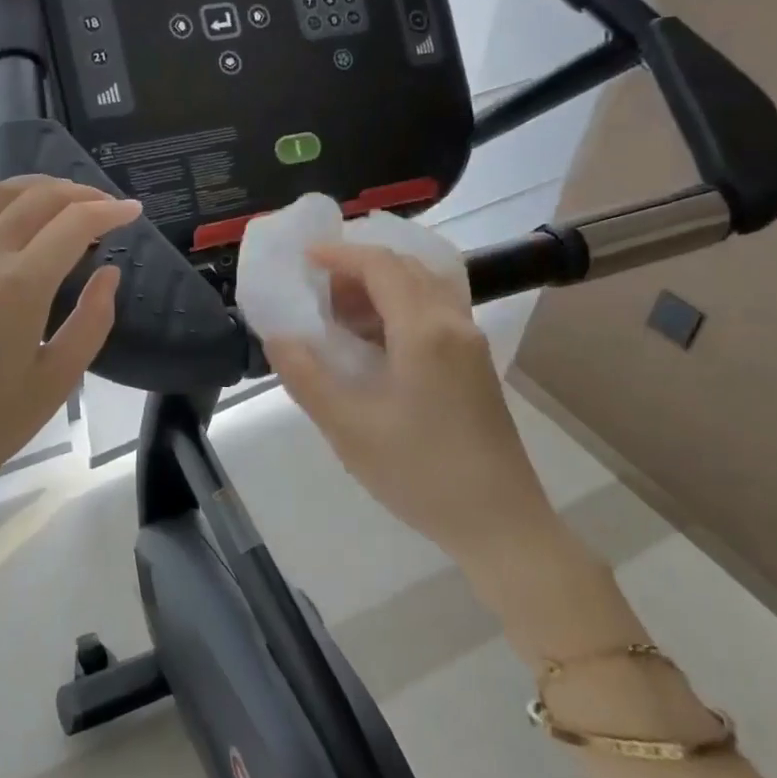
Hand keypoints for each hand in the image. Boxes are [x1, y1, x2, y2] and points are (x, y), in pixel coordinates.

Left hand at [0, 177, 139, 595]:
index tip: (134, 213)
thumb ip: (91, 320)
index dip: (109, 212)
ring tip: (62, 197)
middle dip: (78, 193)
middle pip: (35, 199)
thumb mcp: (57, 381)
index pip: (73, 224)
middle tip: (106, 205)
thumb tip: (108, 274)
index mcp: (19, 285)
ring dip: (34, 188)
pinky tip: (0, 212)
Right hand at [264, 242, 551, 561]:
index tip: (304, 258)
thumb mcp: (349, 428)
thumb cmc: (419, 473)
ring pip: (423, 289)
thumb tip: (278, 337)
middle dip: (358, 268)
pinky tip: (374, 341)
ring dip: (381, 288)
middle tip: (317, 289)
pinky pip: (434, 312)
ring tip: (339, 314)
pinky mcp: (475, 365)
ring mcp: (470, 344)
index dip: (340, 255)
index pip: (381, 266)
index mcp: (424, 331)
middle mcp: (453, 324)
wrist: (499, 522)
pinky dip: (399, 308)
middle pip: (406, 269)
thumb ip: (307, 377)